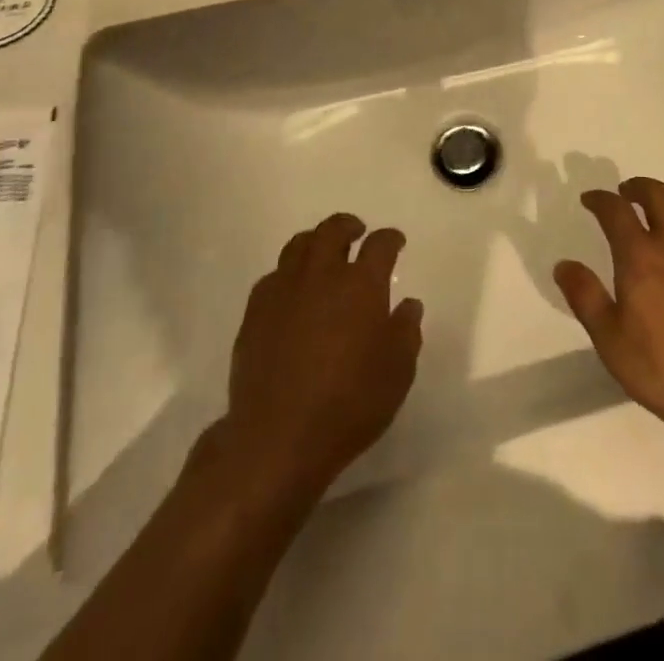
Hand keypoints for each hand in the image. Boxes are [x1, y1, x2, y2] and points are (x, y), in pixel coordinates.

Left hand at [226, 213, 422, 498]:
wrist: (276, 438)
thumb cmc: (348, 404)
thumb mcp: (397, 373)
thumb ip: (406, 332)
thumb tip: (409, 305)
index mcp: (361, 284)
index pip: (379, 244)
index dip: (390, 238)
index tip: (396, 242)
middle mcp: (322, 275)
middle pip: (332, 231)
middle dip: (348, 225)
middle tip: (356, 232)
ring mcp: (284, 290)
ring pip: (298, 246)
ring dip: (315, 242)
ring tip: (322, 252)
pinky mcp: (255, 313)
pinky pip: (273, 276)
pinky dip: (287, 274)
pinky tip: (292, 291)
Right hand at [554, 179, 663, 453]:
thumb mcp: (610, 341)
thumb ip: (585, 297)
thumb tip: (563, 265)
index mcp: (641, 256)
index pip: (616, 210)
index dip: (600, 199)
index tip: (590, 200)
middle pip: (657, 194)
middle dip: (638, 187)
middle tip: (626, 193)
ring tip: (661, 203)